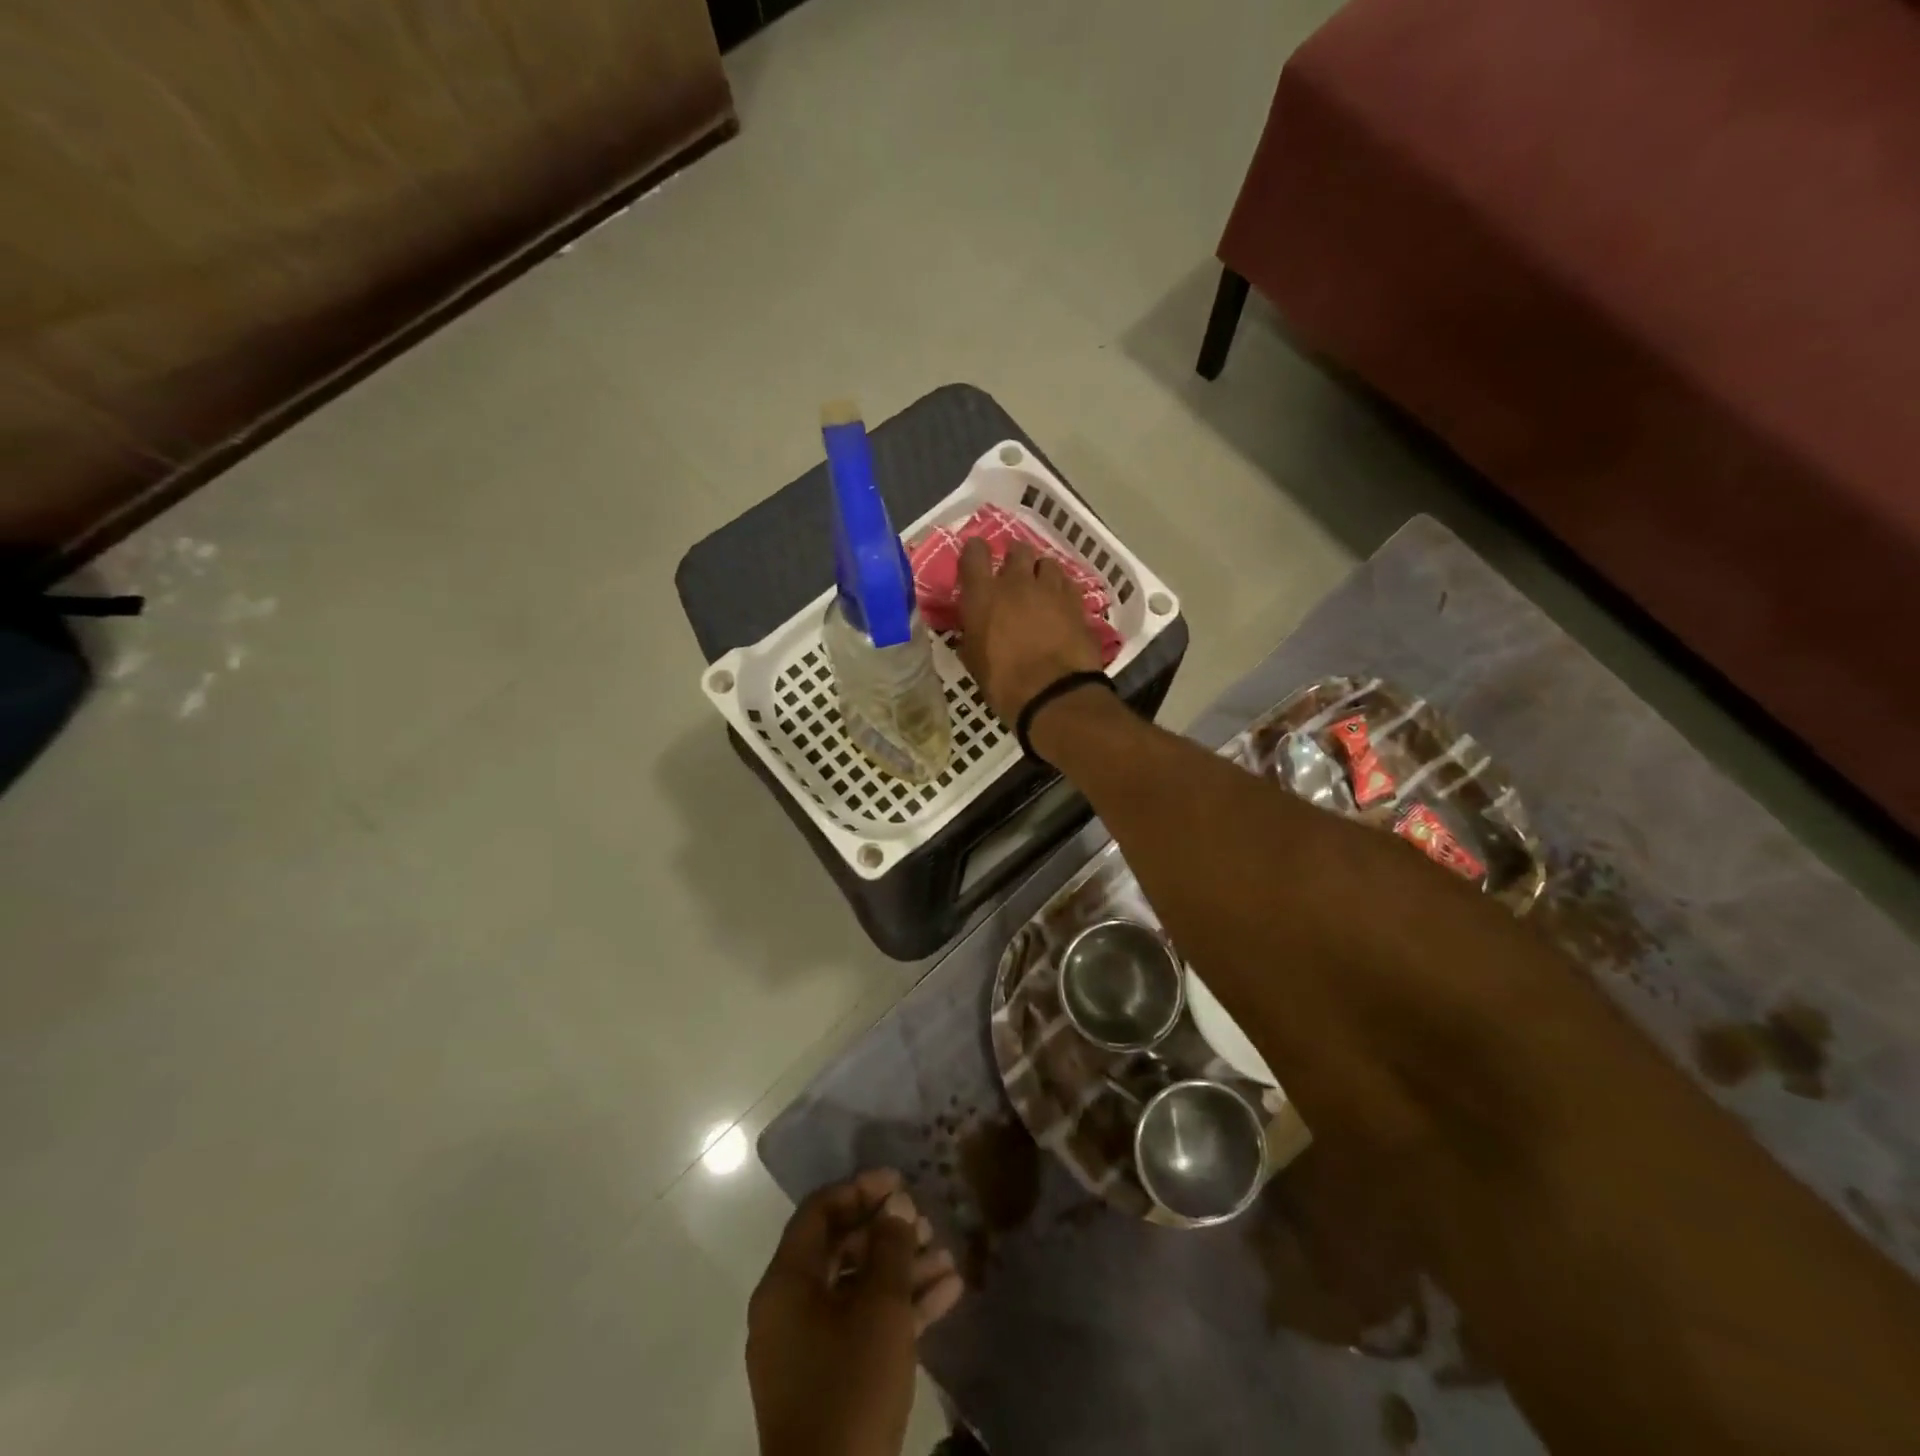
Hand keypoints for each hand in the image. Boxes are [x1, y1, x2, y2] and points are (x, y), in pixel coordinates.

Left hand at [747, 1169, 963, 1455]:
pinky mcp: (827, 1380)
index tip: (900, 1182)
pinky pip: (860, 1325)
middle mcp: (788, 1308)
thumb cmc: (850, 1385)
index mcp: (786, 1283)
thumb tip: (898, 1203)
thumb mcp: (880, 1308)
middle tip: (928, 1223)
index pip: (819, 1212)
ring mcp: (806, 1347)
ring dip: (901, 1270)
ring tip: (947, 1258)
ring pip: (856, 1288)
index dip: (860, 1189)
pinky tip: (946, 1295)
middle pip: (840, 1248)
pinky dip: (898, 1309)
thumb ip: (891, 1248)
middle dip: (888, 1233)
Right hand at [957, 537, 1102, 723]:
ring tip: (1041, 589)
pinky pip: (1068, 584)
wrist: (1054, 695)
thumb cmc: (1004, 684)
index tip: (977, 558)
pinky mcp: (1077, 603)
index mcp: (983, 595)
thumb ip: (973, 634)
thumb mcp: (974, 661)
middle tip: (1014, 576)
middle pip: (1018, 550)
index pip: (974, 553)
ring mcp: (1051, 590)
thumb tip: (973, 628)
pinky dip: (1062, 590)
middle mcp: (1017, 583)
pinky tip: (1061, 604)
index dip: (975, 551)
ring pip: (1047, 563)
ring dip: (1041, 573)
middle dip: (1015, 559)